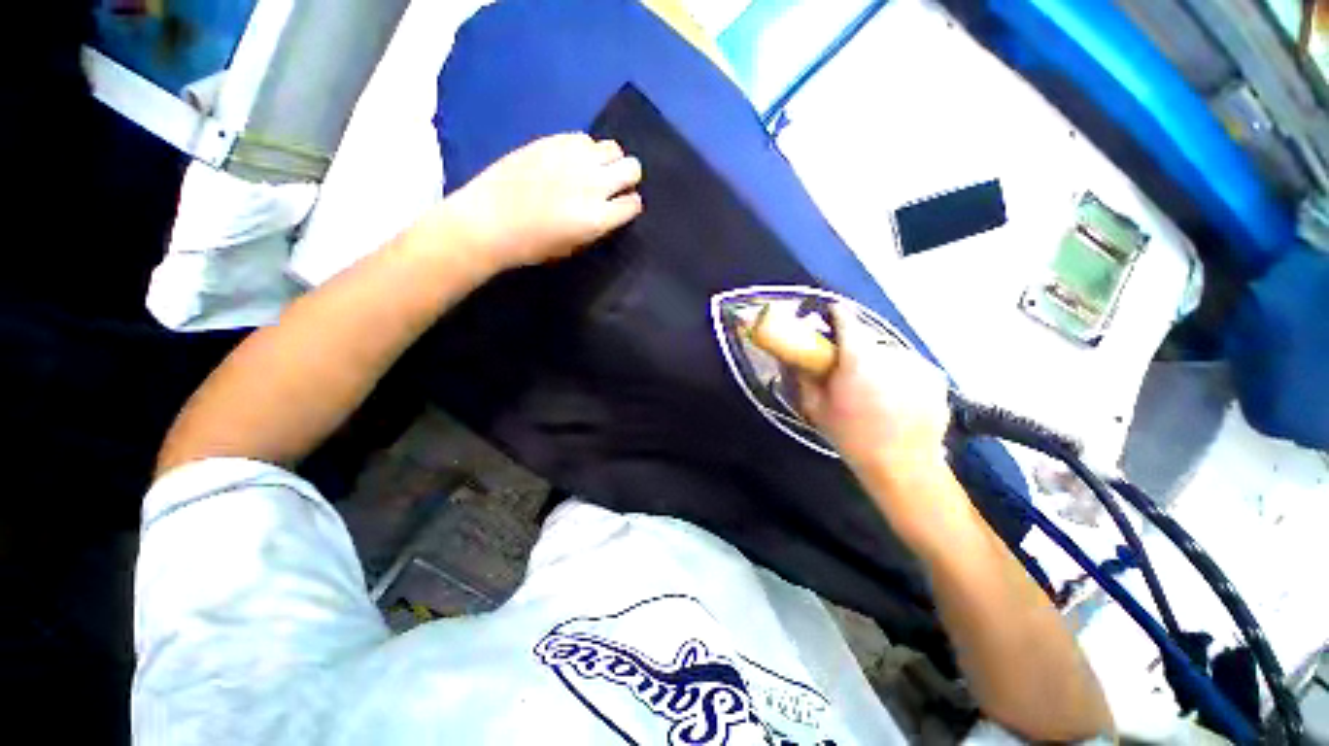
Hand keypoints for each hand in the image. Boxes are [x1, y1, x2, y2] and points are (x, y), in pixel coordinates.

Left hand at [443, 133, 643, 273]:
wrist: (488, 222)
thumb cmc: (532, 245)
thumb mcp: (575, 245)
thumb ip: (598, 225)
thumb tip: (610, 210)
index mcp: (598, 218)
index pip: (633, 203)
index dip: (629, 206)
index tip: (621, 208)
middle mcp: (593, 184)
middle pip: (632, 167)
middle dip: (627, 177)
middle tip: (612, 185)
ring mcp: (573, 159)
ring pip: (612, 147)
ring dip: (608, 160)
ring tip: (591, 170)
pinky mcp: (553, 141)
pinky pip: (584, 138)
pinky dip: (585, 150)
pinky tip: (570, 161)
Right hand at [799, 306, 952, 487]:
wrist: (903, 466)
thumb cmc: (852, 437)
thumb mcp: (815, 408)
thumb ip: (802, 377)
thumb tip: (792, 357)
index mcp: (858, 358)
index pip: (845, 319)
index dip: (834, 316)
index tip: (828, 319)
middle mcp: (891, 353)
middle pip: (866, 338)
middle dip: (854, 349)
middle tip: (846, 371)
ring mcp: (917, 363)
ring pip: (888, 353)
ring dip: (877, 363)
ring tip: (872, 391)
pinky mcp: (935, 376)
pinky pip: (908, 366)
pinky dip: (898, 375)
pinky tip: (894, 399)